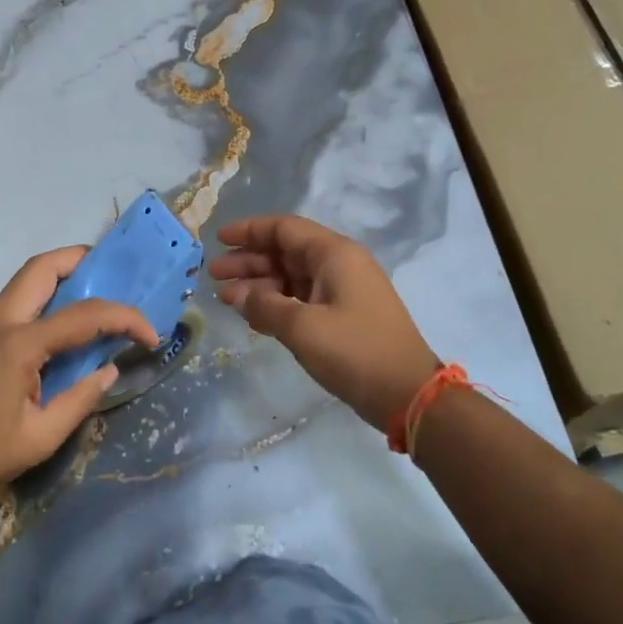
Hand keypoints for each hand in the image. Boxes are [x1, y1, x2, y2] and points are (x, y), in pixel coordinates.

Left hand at [0, 247, 159, 507]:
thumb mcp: (42, 437)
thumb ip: (81, 398)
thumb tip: (110, 369)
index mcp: (19, 344)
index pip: (83, 315)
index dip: (124, 318)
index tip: (151, 335)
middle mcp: (1, 322)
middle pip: (43, 268)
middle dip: (83, 261)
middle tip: (115, 275)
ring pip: (27, 278)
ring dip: (62, 274)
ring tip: (94, 290)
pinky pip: (18, 299)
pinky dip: (46, 294)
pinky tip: (63, 319)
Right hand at [209, 215, 437, 429]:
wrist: (408, 394)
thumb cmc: (355, 352)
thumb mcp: (302, 328)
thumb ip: (265, 306)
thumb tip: (238, 294)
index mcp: (334, 254)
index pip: (284, 228)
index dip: (249, 230)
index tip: (218, 239)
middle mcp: (339, 264)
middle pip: (285, 252)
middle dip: (249, 261)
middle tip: (213, 275)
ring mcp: (343, 290)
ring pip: (292, 276)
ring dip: (259, 285)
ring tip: (225, 298)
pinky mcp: (344, 315)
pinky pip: (302, 298)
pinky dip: (277, 303)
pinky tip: (252, 315)